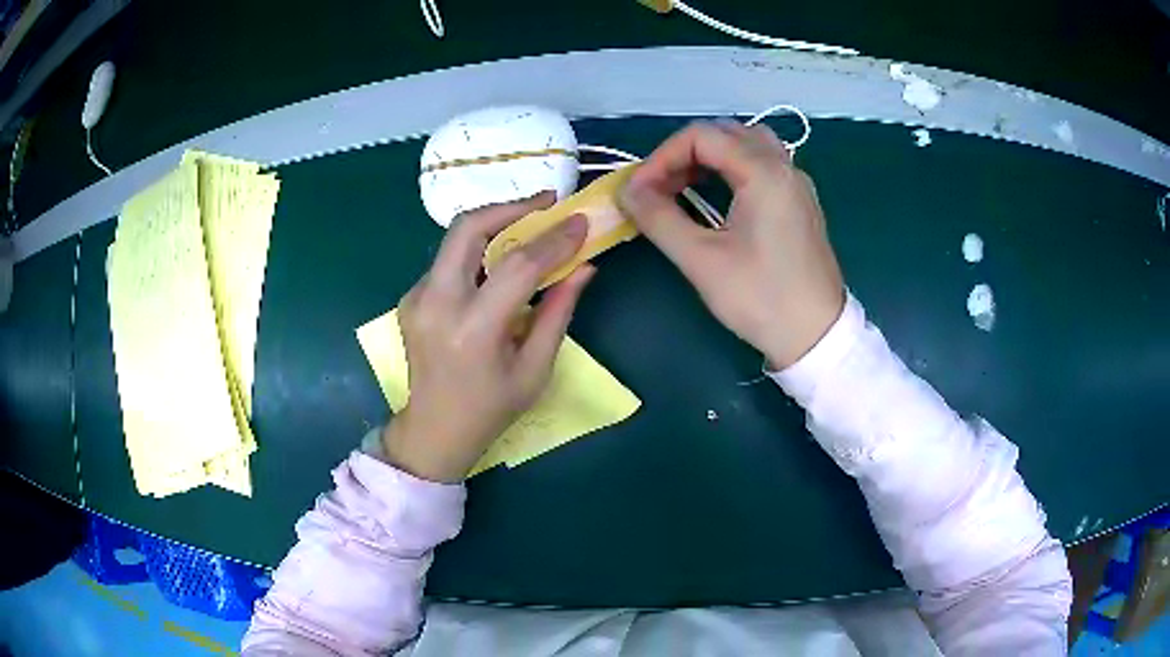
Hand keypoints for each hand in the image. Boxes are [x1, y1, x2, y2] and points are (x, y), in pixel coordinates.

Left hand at [381, 193, 594, 482]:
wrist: (433, 430)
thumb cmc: (491, 409)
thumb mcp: (535, 369)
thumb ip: (558, 312)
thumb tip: (584, 266)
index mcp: (473, 330)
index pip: (517, 266)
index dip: (553, 240)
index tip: (579, 221)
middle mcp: (436, 304)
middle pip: (468, 229)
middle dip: (511, 207)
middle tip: (545, 203)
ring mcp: (416, 298)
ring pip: (455, 238)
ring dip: (494, 224)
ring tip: (528, 224)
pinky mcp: (410, 298)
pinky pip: (448, 261)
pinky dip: (478, 252)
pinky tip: (498, 265)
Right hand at [619, 121, 844, 368]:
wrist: (816, 336)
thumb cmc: (761, 298)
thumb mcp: (702, 260)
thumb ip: (659, 218)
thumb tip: (627, 191)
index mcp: (764, 172)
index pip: (701, 136)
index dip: (661, 157)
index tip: (639, 190)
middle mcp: (784, 166)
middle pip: (725, 133)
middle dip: (683, 154)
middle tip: (658, 188)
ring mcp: (796, 183)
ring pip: (746, 145)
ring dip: (709, 157)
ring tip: (683, 187)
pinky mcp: (800, 203)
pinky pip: (763, 165)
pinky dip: (732, 169)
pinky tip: (716, 197)